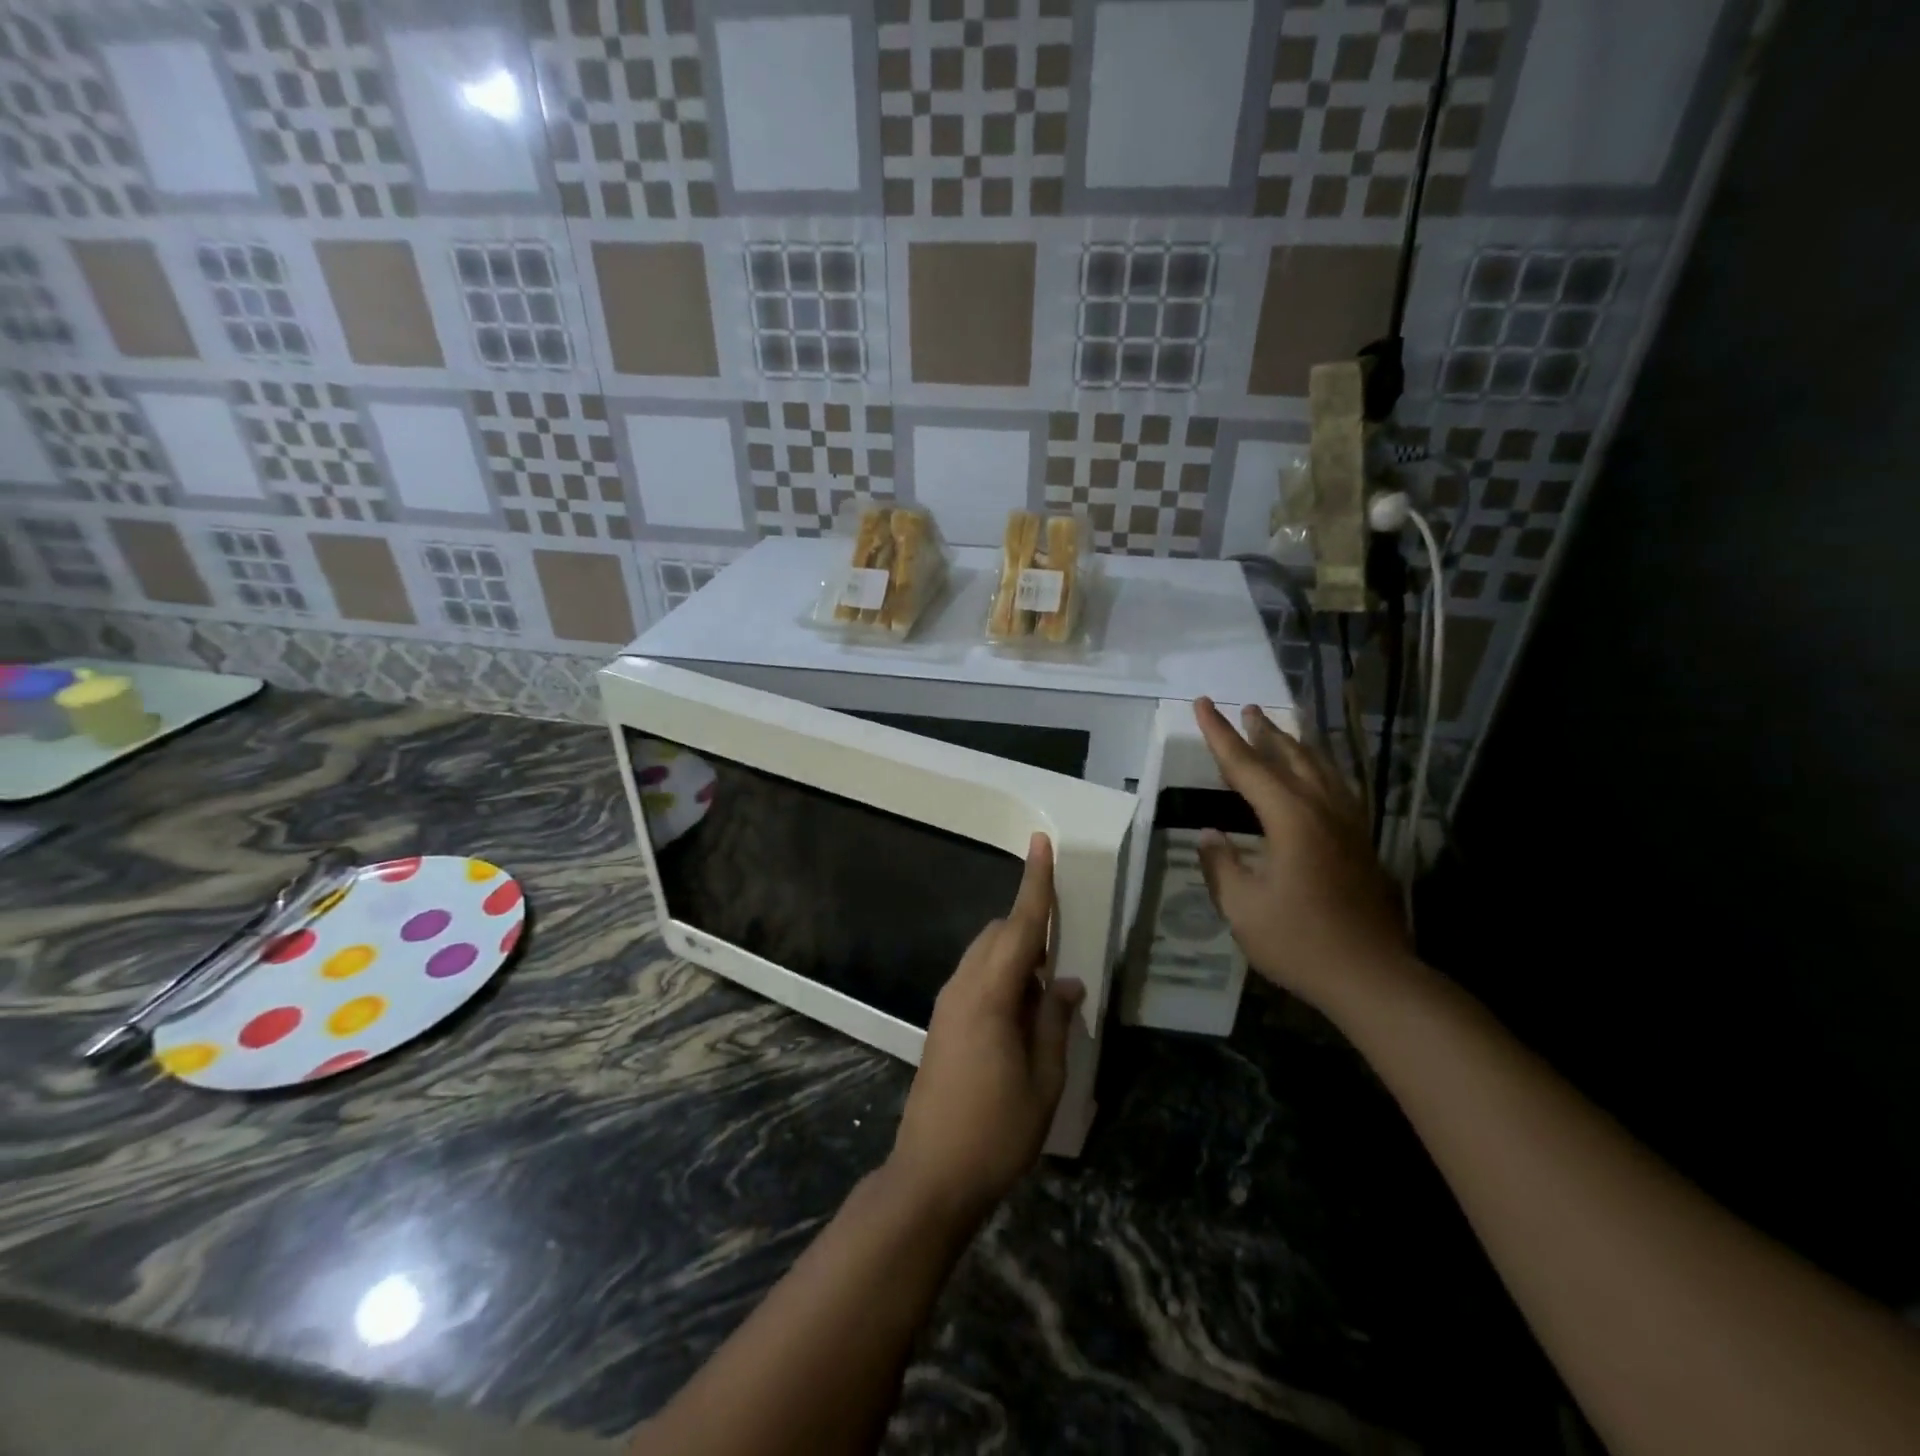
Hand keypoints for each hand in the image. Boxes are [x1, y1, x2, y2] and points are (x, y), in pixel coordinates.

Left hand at [888, 834, 1081, 1224]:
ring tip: (1046, 994)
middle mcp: (963, 987)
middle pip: (998, 935)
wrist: (931, 1176)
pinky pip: (976, 978)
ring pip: (985, 955)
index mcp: (990, 995)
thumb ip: (1056, 1022)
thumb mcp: (1044, 1080)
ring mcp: (947, 1004)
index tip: (1041, 843)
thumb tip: (1068, 982)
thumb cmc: (996, 1131)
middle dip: (1030, 930)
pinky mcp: (942, 1023)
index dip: (1035, 883)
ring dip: (1017, 957)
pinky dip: (1002, 977)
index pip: (1019, 926)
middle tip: (1063, 960)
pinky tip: (1022, 1014)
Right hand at [1192, 699, 1413, 1018]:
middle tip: (1246, 708)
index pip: (1246, 765)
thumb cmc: (1300, 941)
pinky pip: (1338, 789)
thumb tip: (1209, 835)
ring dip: (1296, 745)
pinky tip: (1318, 777)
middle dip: (1263, 731)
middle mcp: (1323, 810)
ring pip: (1321, 769)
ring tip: (1280, 729)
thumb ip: (1222, 866)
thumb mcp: (1243, 908)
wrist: (1373, 976)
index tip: (1203, 704)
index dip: (1220, 734)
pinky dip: (1320, 770)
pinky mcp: (1362, 843)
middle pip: (1289, 757)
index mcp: (1290, 818)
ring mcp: (1349, 825)